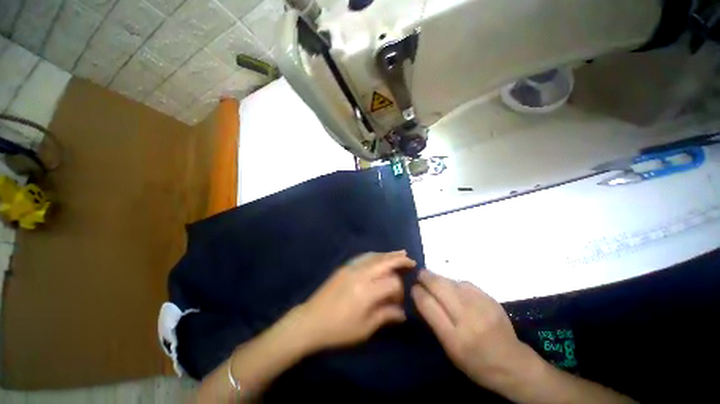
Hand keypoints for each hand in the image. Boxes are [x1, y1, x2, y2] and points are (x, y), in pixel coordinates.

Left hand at [297, 251, 415, 350]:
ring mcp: (351, 268)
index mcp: (367, 292)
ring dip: (388, 254)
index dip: (399, 290)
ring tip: (400, 254)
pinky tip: (380, 256)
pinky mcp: (345, 267)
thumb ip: (386, 316)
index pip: (392, 282)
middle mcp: (361, 275)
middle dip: (399, 260)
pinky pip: (364, 256)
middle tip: (411, 260)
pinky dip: (376, 255)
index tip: (399, 300)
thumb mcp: (365, 328)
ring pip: (375, 256)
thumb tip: (403, 312)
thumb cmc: (339, 330)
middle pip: (385, 262)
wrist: (311, 320)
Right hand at [412, 270, 534, 388]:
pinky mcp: (490, 298)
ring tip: (433, 280)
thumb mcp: (450, 350)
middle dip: (426, 277)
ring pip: (452, 281)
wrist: (513, 363)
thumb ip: (434, 322)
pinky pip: (465, 283)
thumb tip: (422, 297)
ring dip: (439, 278)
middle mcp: (467, 318)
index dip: (417, 292)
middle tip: (419, 275)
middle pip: (440, 287)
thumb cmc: (476, 362)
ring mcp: (481, 305)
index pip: (429, 305)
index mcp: (455, 338)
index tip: (413, 287)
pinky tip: (453, 287)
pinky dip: (454, 283)